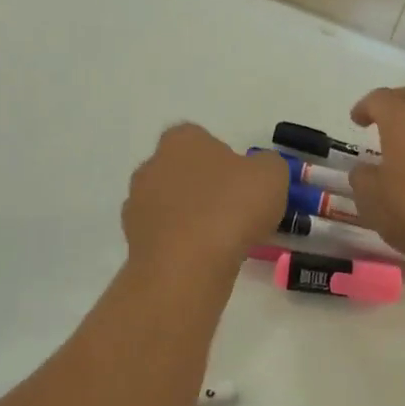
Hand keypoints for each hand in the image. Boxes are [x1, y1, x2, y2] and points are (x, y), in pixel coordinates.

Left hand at [122, 124, 286, 269]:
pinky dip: (179, 243)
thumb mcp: (271, 175)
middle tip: (235, 212)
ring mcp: (137, 203)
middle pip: (183, 171)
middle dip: (205, 188)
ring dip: (191, 217)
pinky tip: (201, 259)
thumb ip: (268, 165)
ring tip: (220, 241)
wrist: (186, 266)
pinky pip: (163, 235)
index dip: (226, 160)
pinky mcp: (133, 239)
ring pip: (171, 204)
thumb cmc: (230, 208)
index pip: (202, 139)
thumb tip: (259, 171)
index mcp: (181, 140)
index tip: (244, 184)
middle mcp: (151, 164)